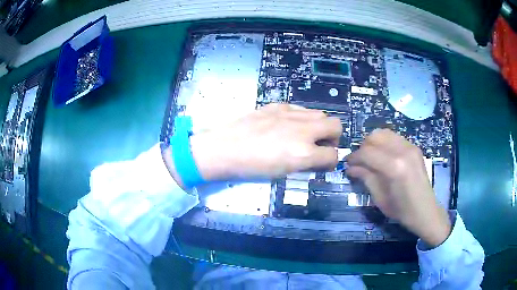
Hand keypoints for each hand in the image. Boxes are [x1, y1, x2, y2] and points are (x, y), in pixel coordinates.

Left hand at [163, 103, 341, 184]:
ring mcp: (291, 114)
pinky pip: (302, 109)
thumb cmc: (250, 168)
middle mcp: (302, 131)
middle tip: (319, 145)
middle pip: (336, 125)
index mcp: (302, 153)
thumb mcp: (282, 173)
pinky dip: (303, 118)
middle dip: (333, 138)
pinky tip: (289, 125)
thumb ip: (305, 164)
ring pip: (321, 114)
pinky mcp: (279, 105)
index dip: (330, 161)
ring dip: (319, 126)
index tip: (323, 163)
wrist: (223, 148)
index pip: (332, 155)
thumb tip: (316, 158)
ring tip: (305, 135)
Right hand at [346, 129, 450, 246]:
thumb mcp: (380, 198)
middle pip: (374, 137)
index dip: (354, 157)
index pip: (366, 152)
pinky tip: (384, 157)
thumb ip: (365, 178)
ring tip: (371, 157)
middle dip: (363, 147)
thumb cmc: (401, 210)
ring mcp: (410, 147)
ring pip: (384, 133)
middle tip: (360, 162)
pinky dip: (385, 143)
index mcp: (394, 167)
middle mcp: (402, 151)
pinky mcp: (414, 147)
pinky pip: (394, 137)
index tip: (347, 165)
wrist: (425, 211)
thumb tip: (350, 167)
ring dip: (373, 143)